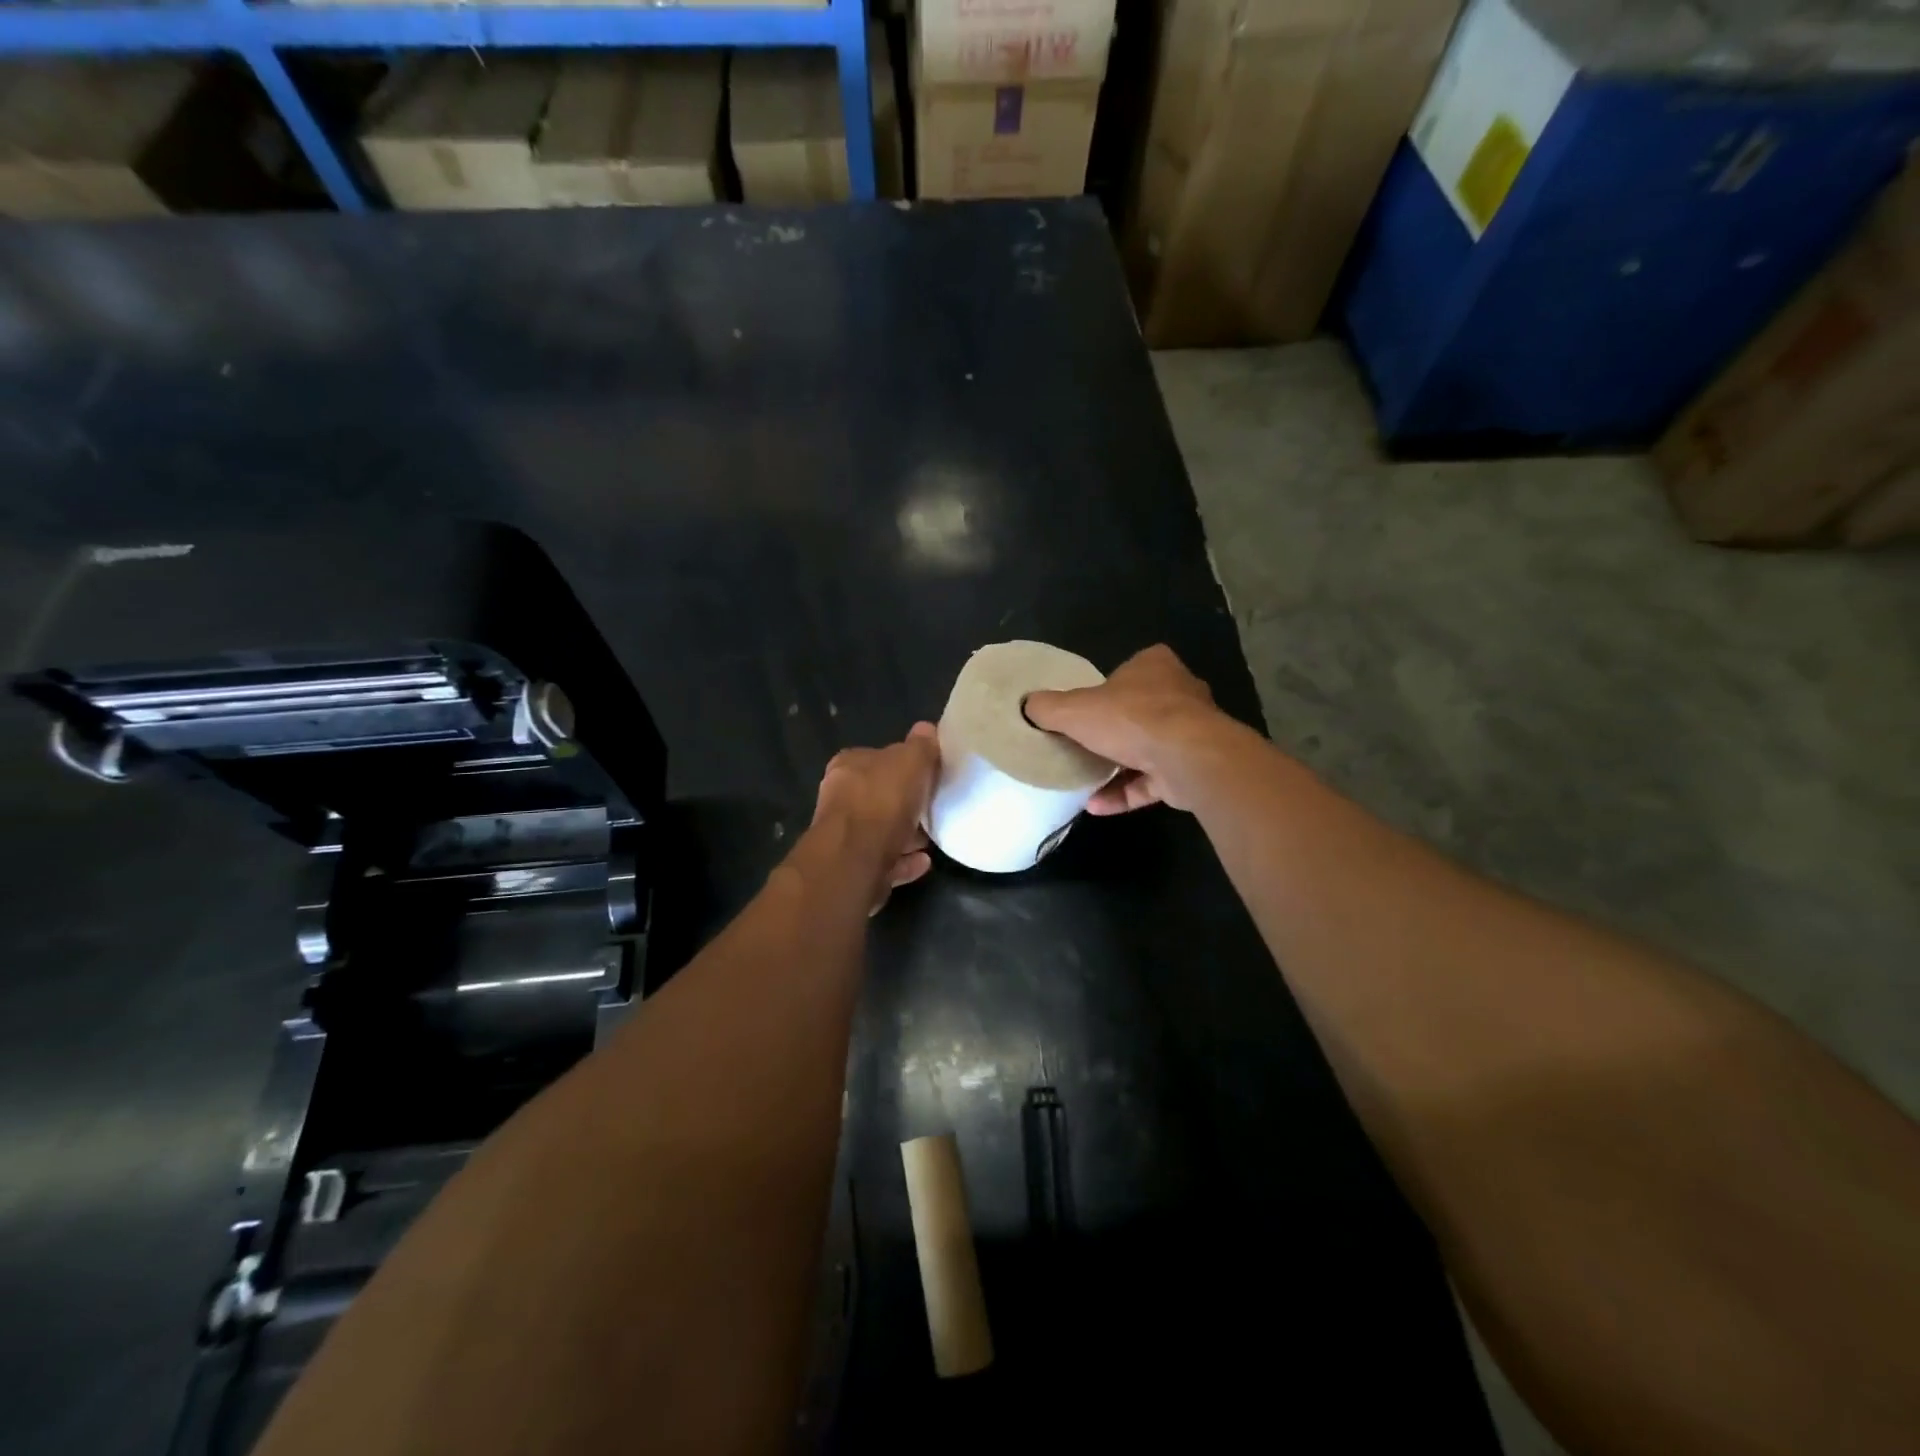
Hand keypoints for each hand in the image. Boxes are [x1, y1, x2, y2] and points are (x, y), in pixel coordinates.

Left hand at [811, 722, 939, 907]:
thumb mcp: (910, 760)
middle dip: (905, 803)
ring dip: (906, 835)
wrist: (856, 858)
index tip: (927, 775)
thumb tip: (926, 729)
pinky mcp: (853, 868)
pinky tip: (924, 862)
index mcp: (849, 766)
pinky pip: (885, 862)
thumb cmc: (882, 799)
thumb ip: (920, 746)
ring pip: (880, 832)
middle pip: (879, 796)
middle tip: (933, 807)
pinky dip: (904, 861)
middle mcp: (840, 798)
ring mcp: (844, 837)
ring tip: (932, 838)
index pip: (877, 758)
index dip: (903, 765)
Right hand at [1022, 645, 1221, 812]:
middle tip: (1083, 743)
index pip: (1129, 670)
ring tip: (1084, 780)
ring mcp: (1190, 734)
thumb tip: (1027, 705)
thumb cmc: (1131, 719)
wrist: (1187, 758)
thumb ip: (1048, 707)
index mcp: (1154, 666)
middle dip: (1115, 728)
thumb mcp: (1075, 709)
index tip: (1084, 708)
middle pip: (1140, 710)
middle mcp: (1179, 694)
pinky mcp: (1191, 769)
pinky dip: (1125, 793)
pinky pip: (1152, 781)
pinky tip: (1095, 806)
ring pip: (1148, 749)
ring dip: (1117, 767)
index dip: (1106, 687)